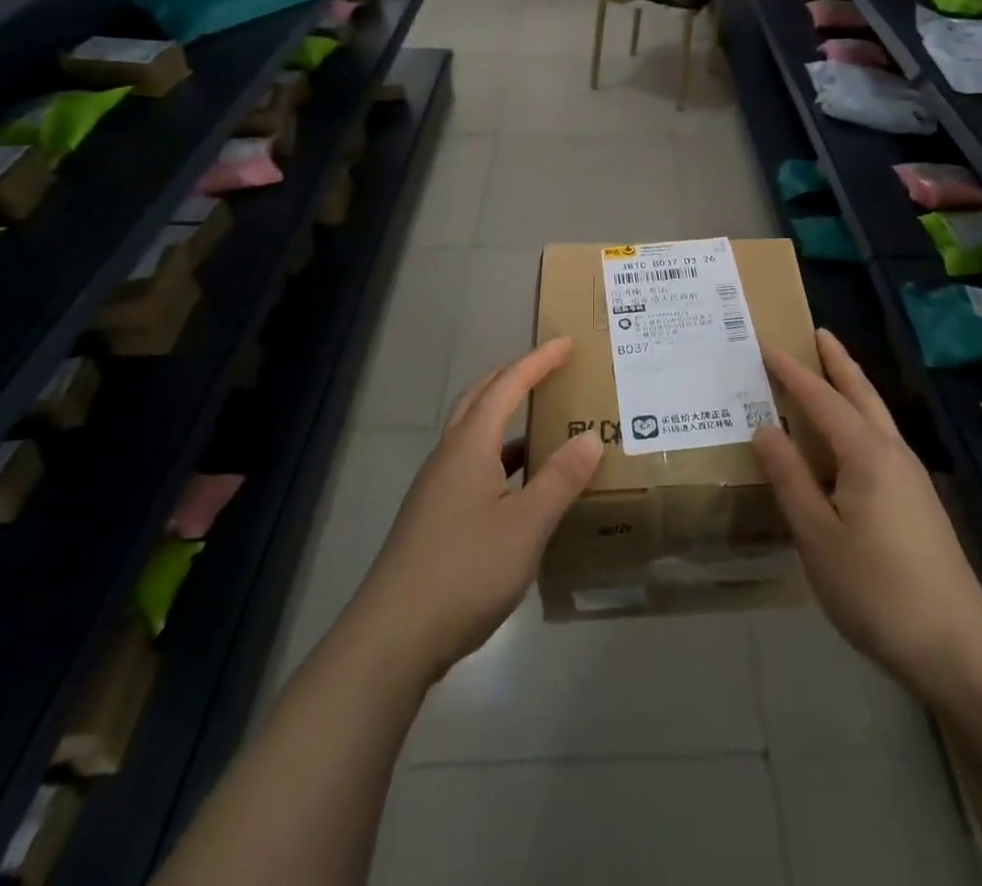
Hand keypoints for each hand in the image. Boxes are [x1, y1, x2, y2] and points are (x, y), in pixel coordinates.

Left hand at [341, 338, 602, 687]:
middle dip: (513, 377)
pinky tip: (521, 485)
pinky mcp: (434, 517)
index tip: (566, 343)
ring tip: (543, 423)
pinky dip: (499, 457)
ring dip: (505, 417)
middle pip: (480, 399)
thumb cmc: (464, 571)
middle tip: (549, 369)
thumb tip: (590, 437)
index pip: (507, 386)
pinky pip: (471, 465)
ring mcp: (436, 488)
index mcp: (469, 447)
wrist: (392, 638)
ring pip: (473, 434)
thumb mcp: (526, 526)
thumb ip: (559, 480)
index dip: (538, 362)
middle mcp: (449, 457)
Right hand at [753, 331, 981, 703]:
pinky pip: (881, 442)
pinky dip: (859, 421)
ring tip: (829, 374)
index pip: (820, 398)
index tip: (766, 344)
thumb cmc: (876, 589)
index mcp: (866, 453)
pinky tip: (846, 443)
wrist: (957, 648)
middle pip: (861, 393)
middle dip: (837, 362)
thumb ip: (790, 478)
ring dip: (852, 388)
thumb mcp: (817, 535)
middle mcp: (892, 452)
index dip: (791, 372)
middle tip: (817, 333)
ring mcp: (911, 477)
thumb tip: (765, 428)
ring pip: (876, 417)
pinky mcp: (918, 502)